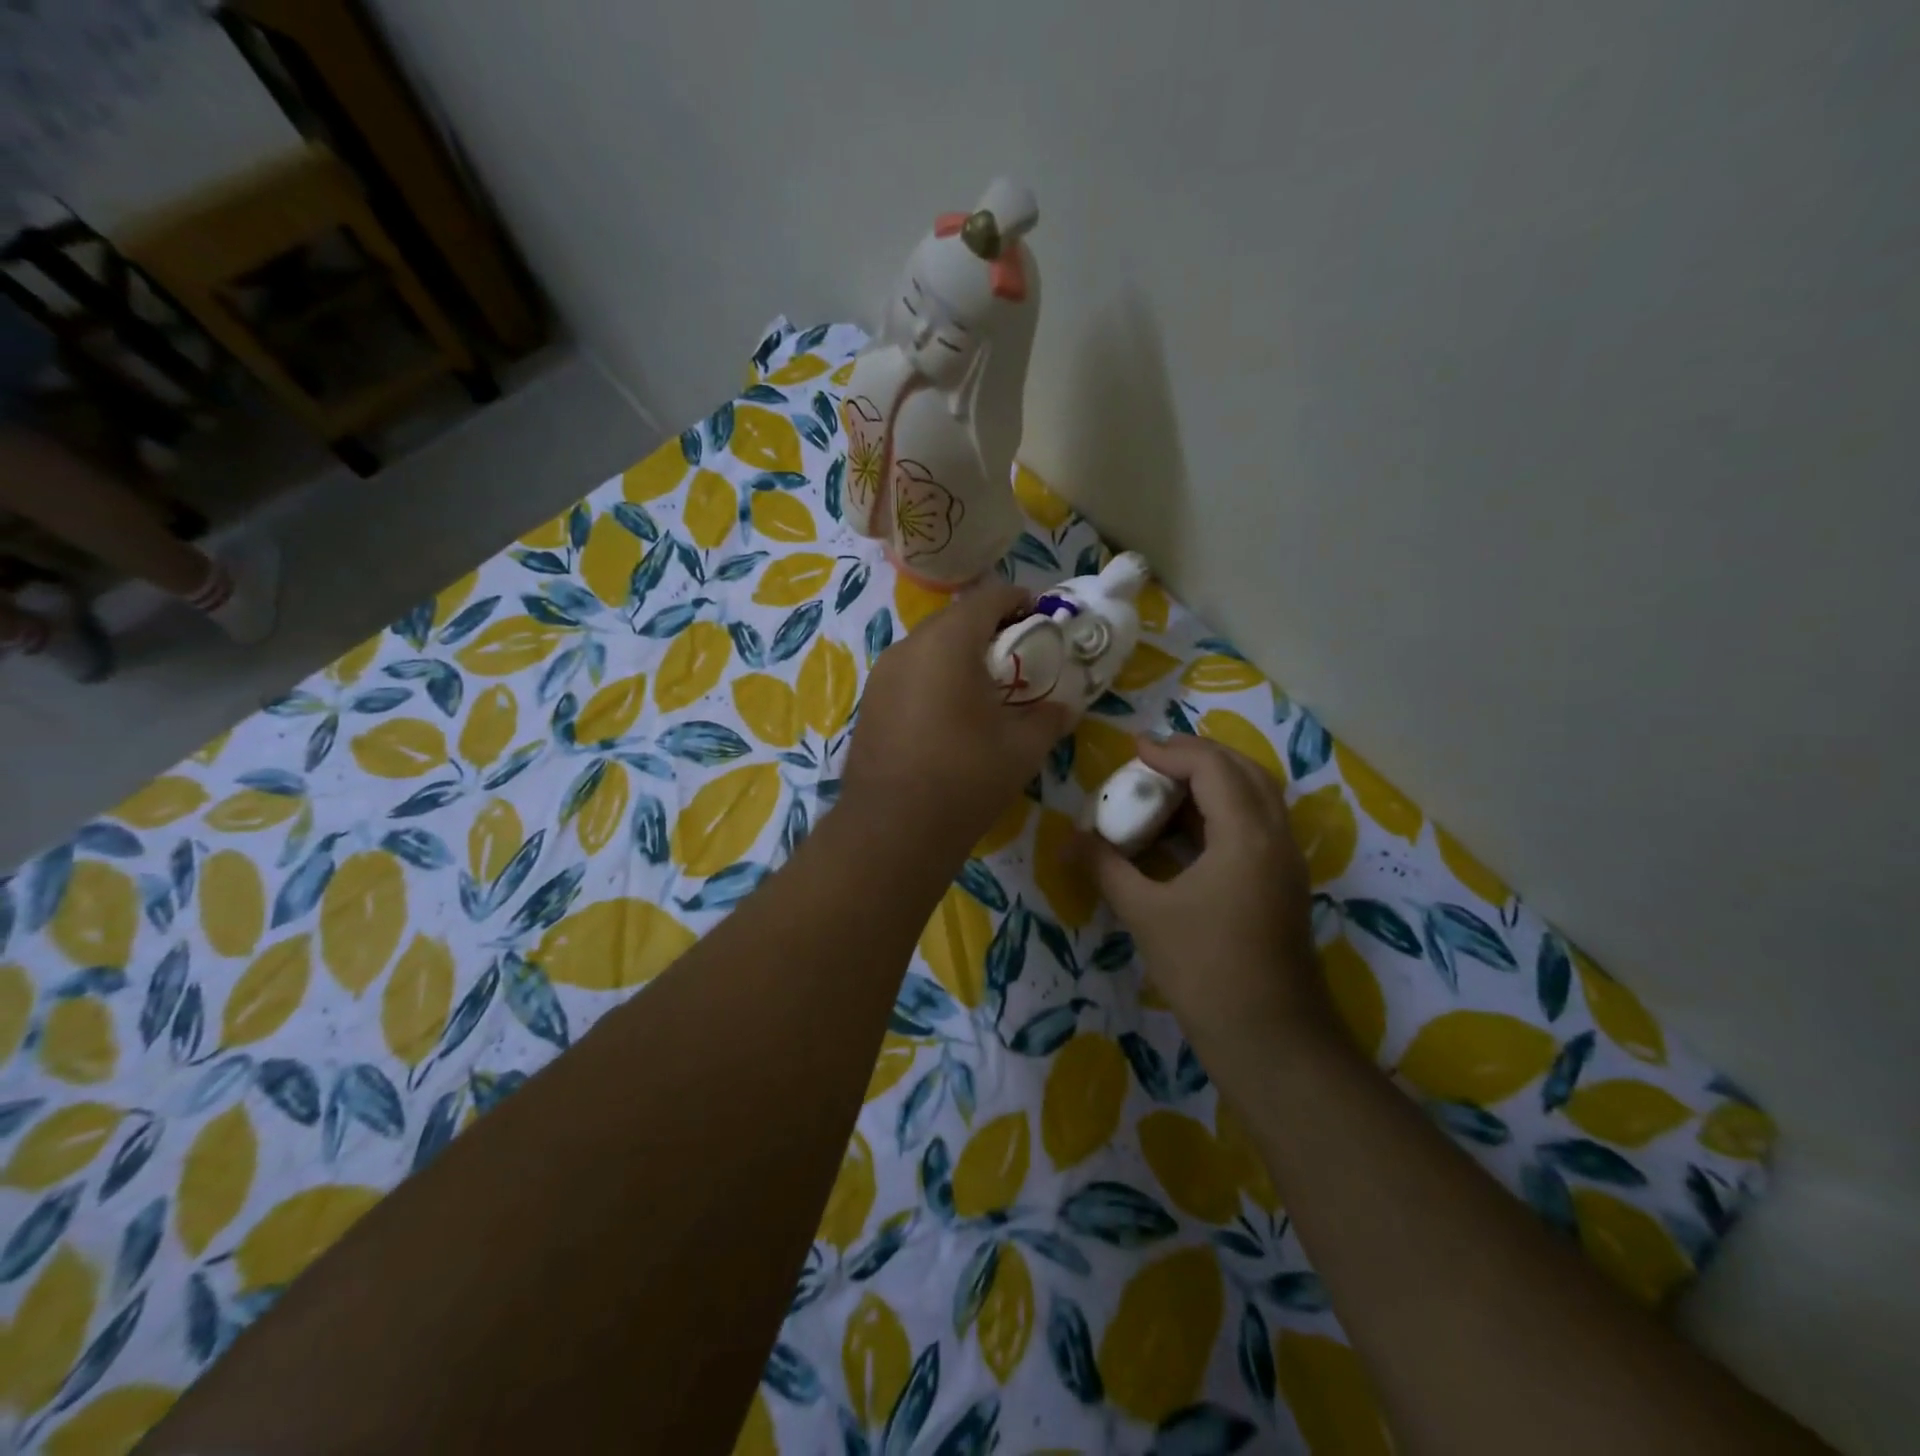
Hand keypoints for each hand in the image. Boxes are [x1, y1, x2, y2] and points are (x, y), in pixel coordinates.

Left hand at [842, 581, 1074, 856]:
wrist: (893, 828)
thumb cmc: (966, 778)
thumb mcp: (1022, 748)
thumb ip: (1049, 717)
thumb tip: (1063, 707)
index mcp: (948, 643)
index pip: (987, 598)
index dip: (1018, 600)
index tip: (1039, 614)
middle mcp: (908, 647)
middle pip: (953, 618)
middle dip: (987, 626)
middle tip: (1016, 651)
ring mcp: (882, 675)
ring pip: (927, 646)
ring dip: (957, 652)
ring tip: (984, 683)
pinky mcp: (869, 703)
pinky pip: (909, 673)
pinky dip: (934, 676)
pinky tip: (949, 710)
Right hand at [1088, 733, 1333, 1055]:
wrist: (1270, 1039)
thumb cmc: (1205, 970)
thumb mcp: (1145, 913)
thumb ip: (1106, 867)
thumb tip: (1069, 840)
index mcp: (1246, 835)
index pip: (1212, 766)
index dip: (1170, 752)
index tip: (1131, 752)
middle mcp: (1275, 836)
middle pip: (1244, 770)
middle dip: (1197, 756)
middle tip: (1152, 761)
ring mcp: (1285, 861)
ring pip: (1256, 796)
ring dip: (1214, 781)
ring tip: (1165, 788)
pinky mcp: (1282, 883)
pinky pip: (1256, 824)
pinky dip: (1222, 811)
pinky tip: (1185, 830)